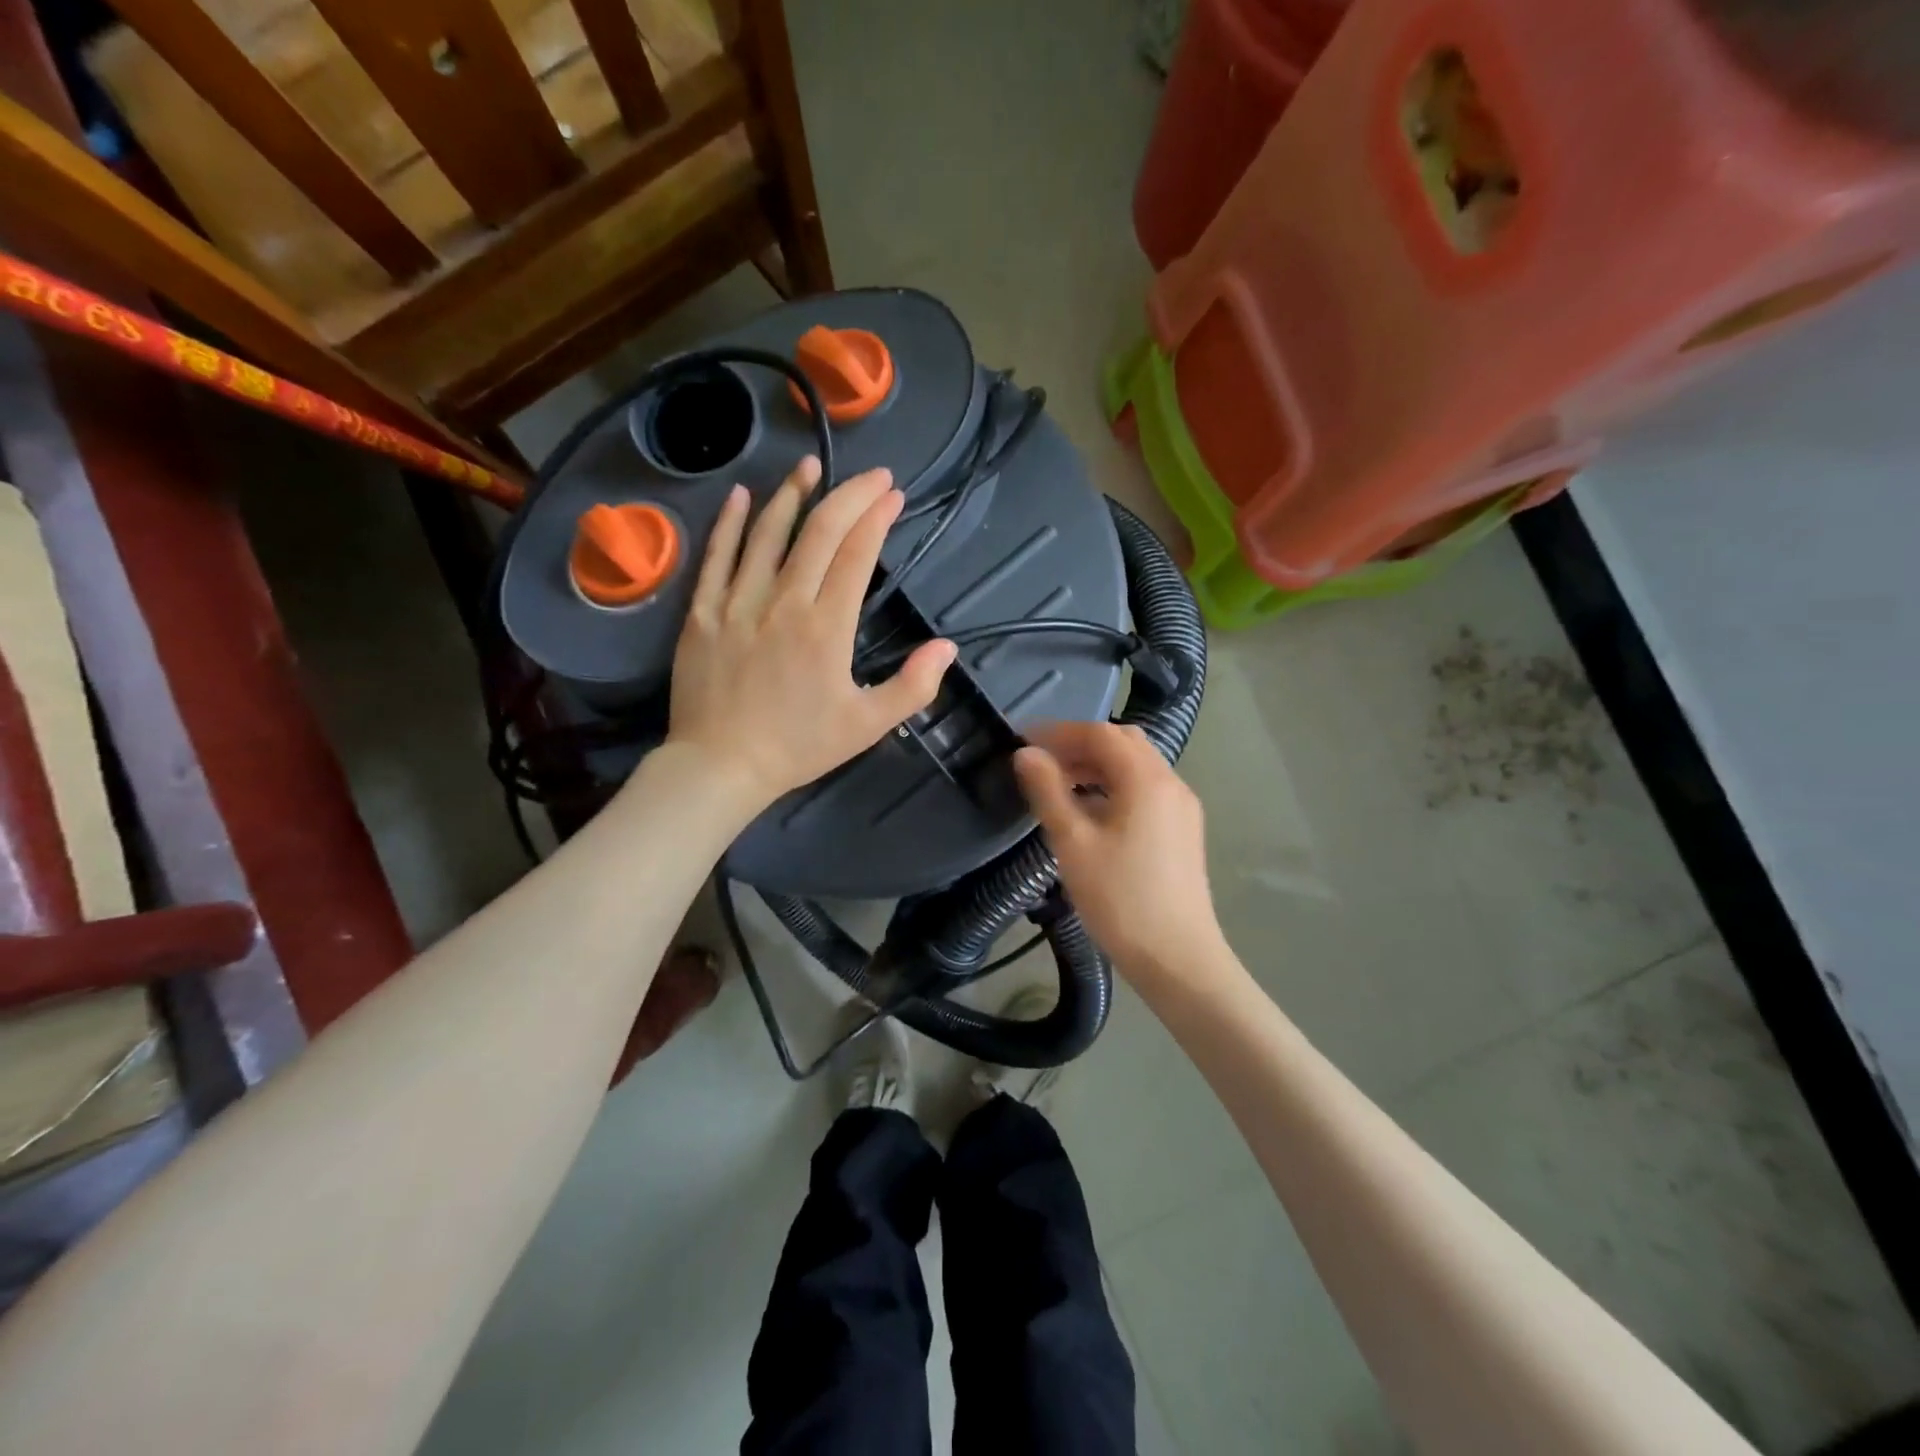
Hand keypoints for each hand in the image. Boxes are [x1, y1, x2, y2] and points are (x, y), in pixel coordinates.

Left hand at [666, 456, 957, 813]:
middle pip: (818, 532)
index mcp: (826, 627)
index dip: (877, 518)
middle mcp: (783, 602)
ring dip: (792, 494)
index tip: (894, 495)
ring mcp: (737, 602)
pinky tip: (741, 495)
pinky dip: (729, 523)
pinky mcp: (702, 612)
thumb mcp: (867, 726)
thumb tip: (947, 647)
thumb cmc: (798, 747)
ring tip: (810, 466)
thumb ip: (913, 686)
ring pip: (766, 533)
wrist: (720, 766)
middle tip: (871, 476)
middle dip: (849, 495)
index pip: (856, 554)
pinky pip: (715, 556)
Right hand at [1014, 722, 1224, 980]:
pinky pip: (1146, 790)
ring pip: (1136, 767)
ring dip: (1097, 766)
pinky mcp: (1183, 830)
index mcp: (1146, 779)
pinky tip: (1090, 812)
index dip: (1058, 732)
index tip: (1022, 742)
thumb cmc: (1120, 899)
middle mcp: (1171, 783)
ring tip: (1059, 785)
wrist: (1178, 958)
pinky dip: (1115, 786)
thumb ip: (1048, 792)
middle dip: (1080, 745)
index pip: (1100, 733)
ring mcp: (1182, 807)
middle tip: (1041, 762)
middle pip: (1123, 743)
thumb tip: (1025, 753)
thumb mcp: (1073, 843)